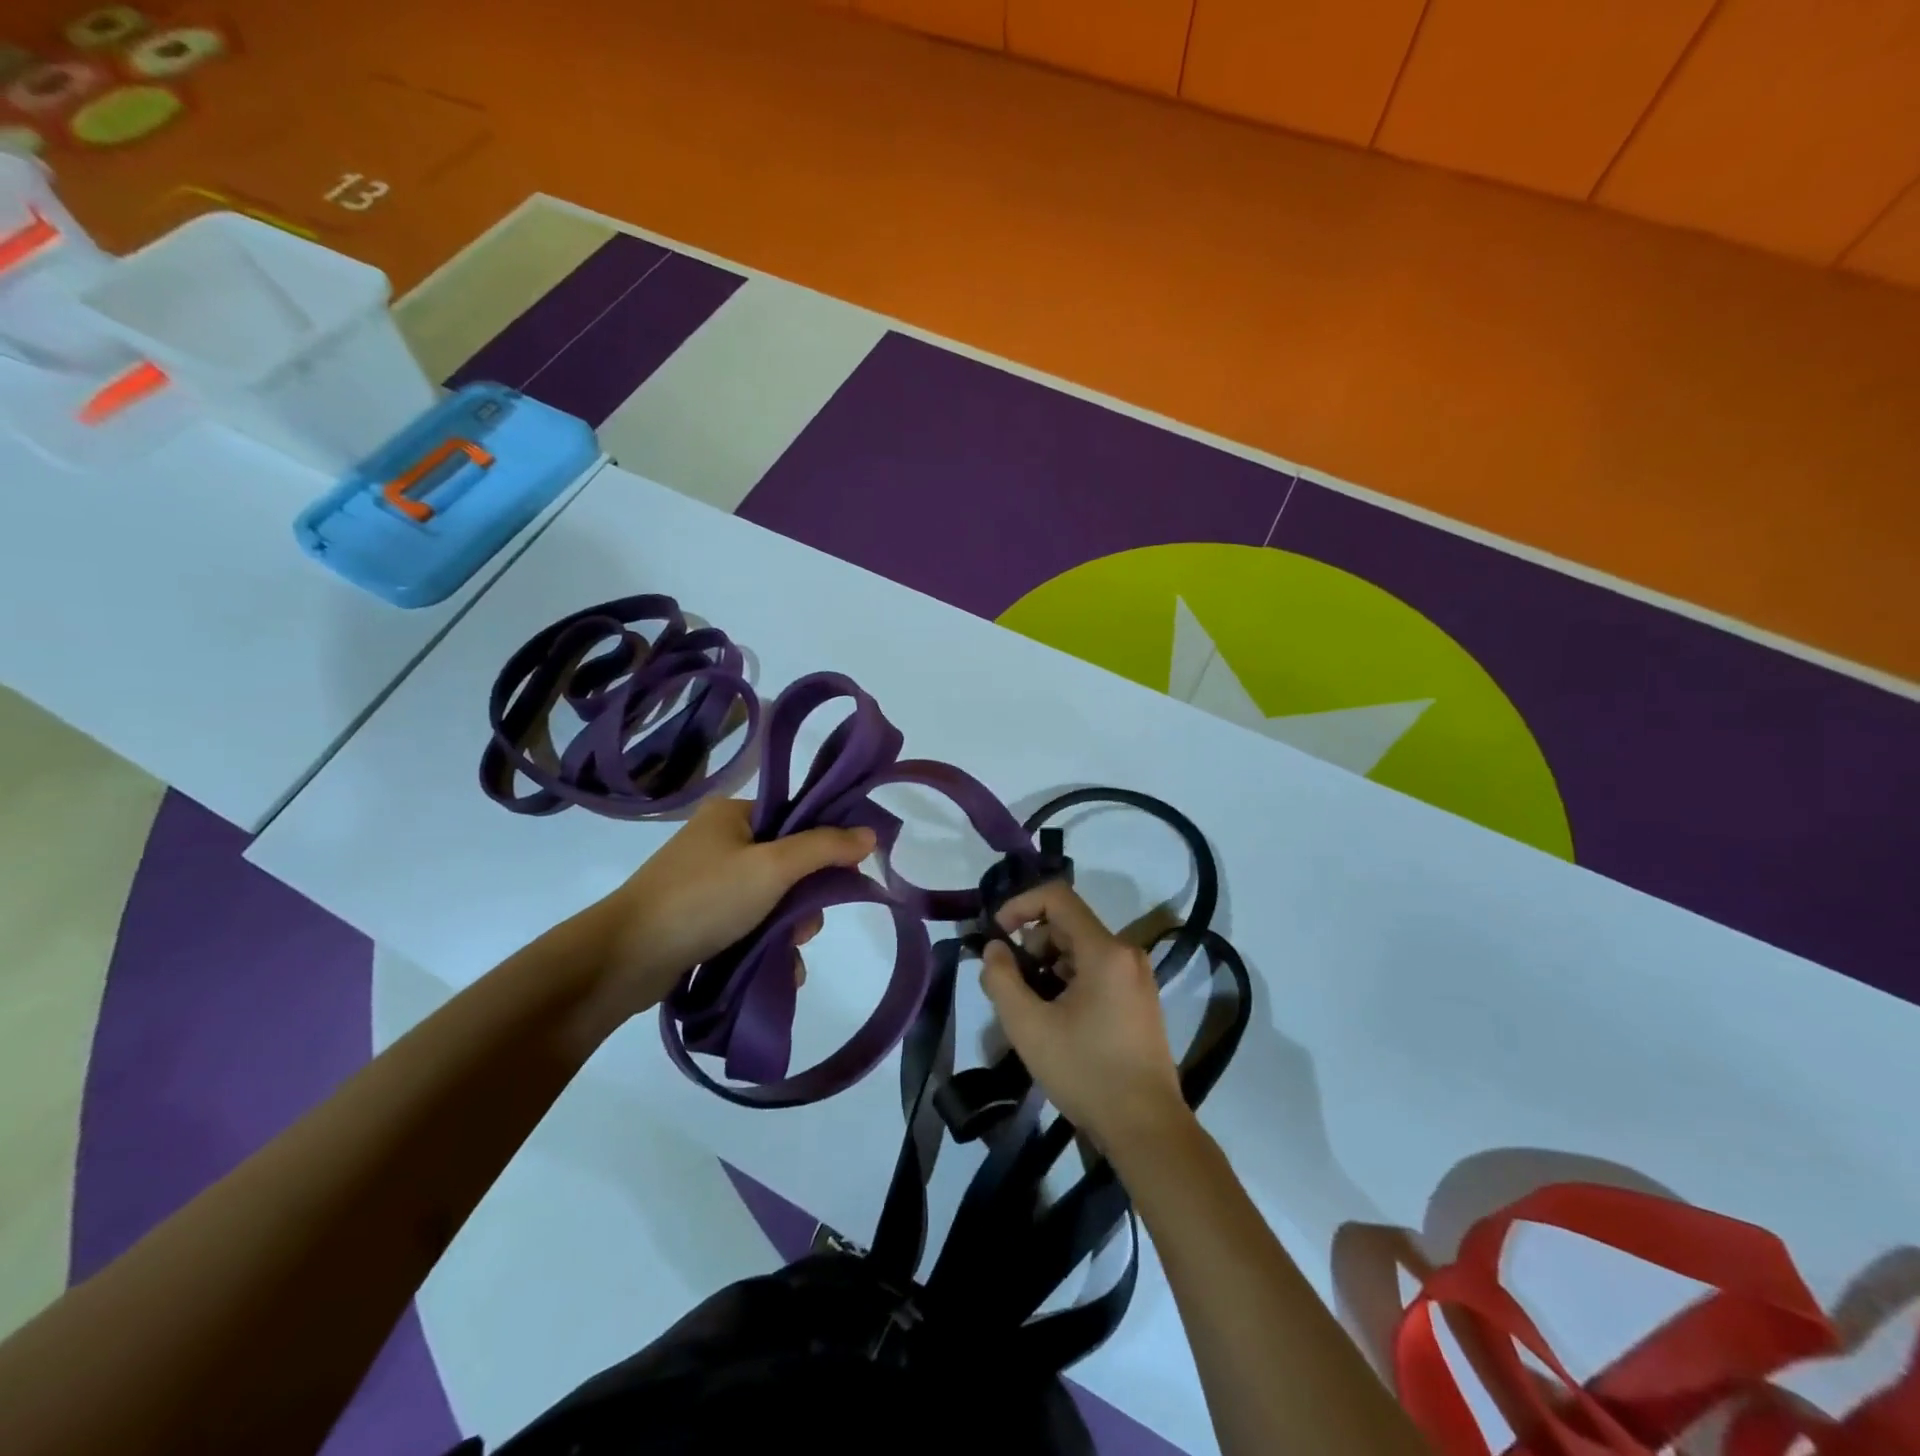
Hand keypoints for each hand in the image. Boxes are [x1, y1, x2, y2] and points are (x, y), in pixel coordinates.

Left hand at [580, 798, 875, 1019]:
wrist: (624, 959)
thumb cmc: (703, 899)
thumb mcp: (773, 868)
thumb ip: (824, 848)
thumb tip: (871, 833)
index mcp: (733, 814)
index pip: (796, 816)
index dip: (826, 843)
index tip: (846, 874)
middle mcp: (720, 841)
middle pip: (788, 861)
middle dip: (805, 898)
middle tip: (804, 926)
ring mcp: (707, 881)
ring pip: (772, 898)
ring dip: (789, 927)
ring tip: (788, 955)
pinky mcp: (699, 918)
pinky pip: (749, 923)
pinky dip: (767, 943)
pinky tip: (782, 971)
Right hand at [981, 881, 1193, 1157]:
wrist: (1146, 1128)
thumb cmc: (1086, 1072)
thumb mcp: (1029, 1026)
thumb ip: (1001, 979)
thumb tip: (994, 948)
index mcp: (1105, 950)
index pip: (1057, 897)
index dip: (1020, 905)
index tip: (997, 935)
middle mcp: (1126, 953)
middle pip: (1067, 925)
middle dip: (1032, 946)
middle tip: (1009, 985)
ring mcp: (1137, 977)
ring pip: (1080, 950)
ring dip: (1047, 966)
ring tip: (1030, 1008)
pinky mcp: (1139, 999)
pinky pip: (1096, 971)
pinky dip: (1068, 981)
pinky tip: (1056, 1019)